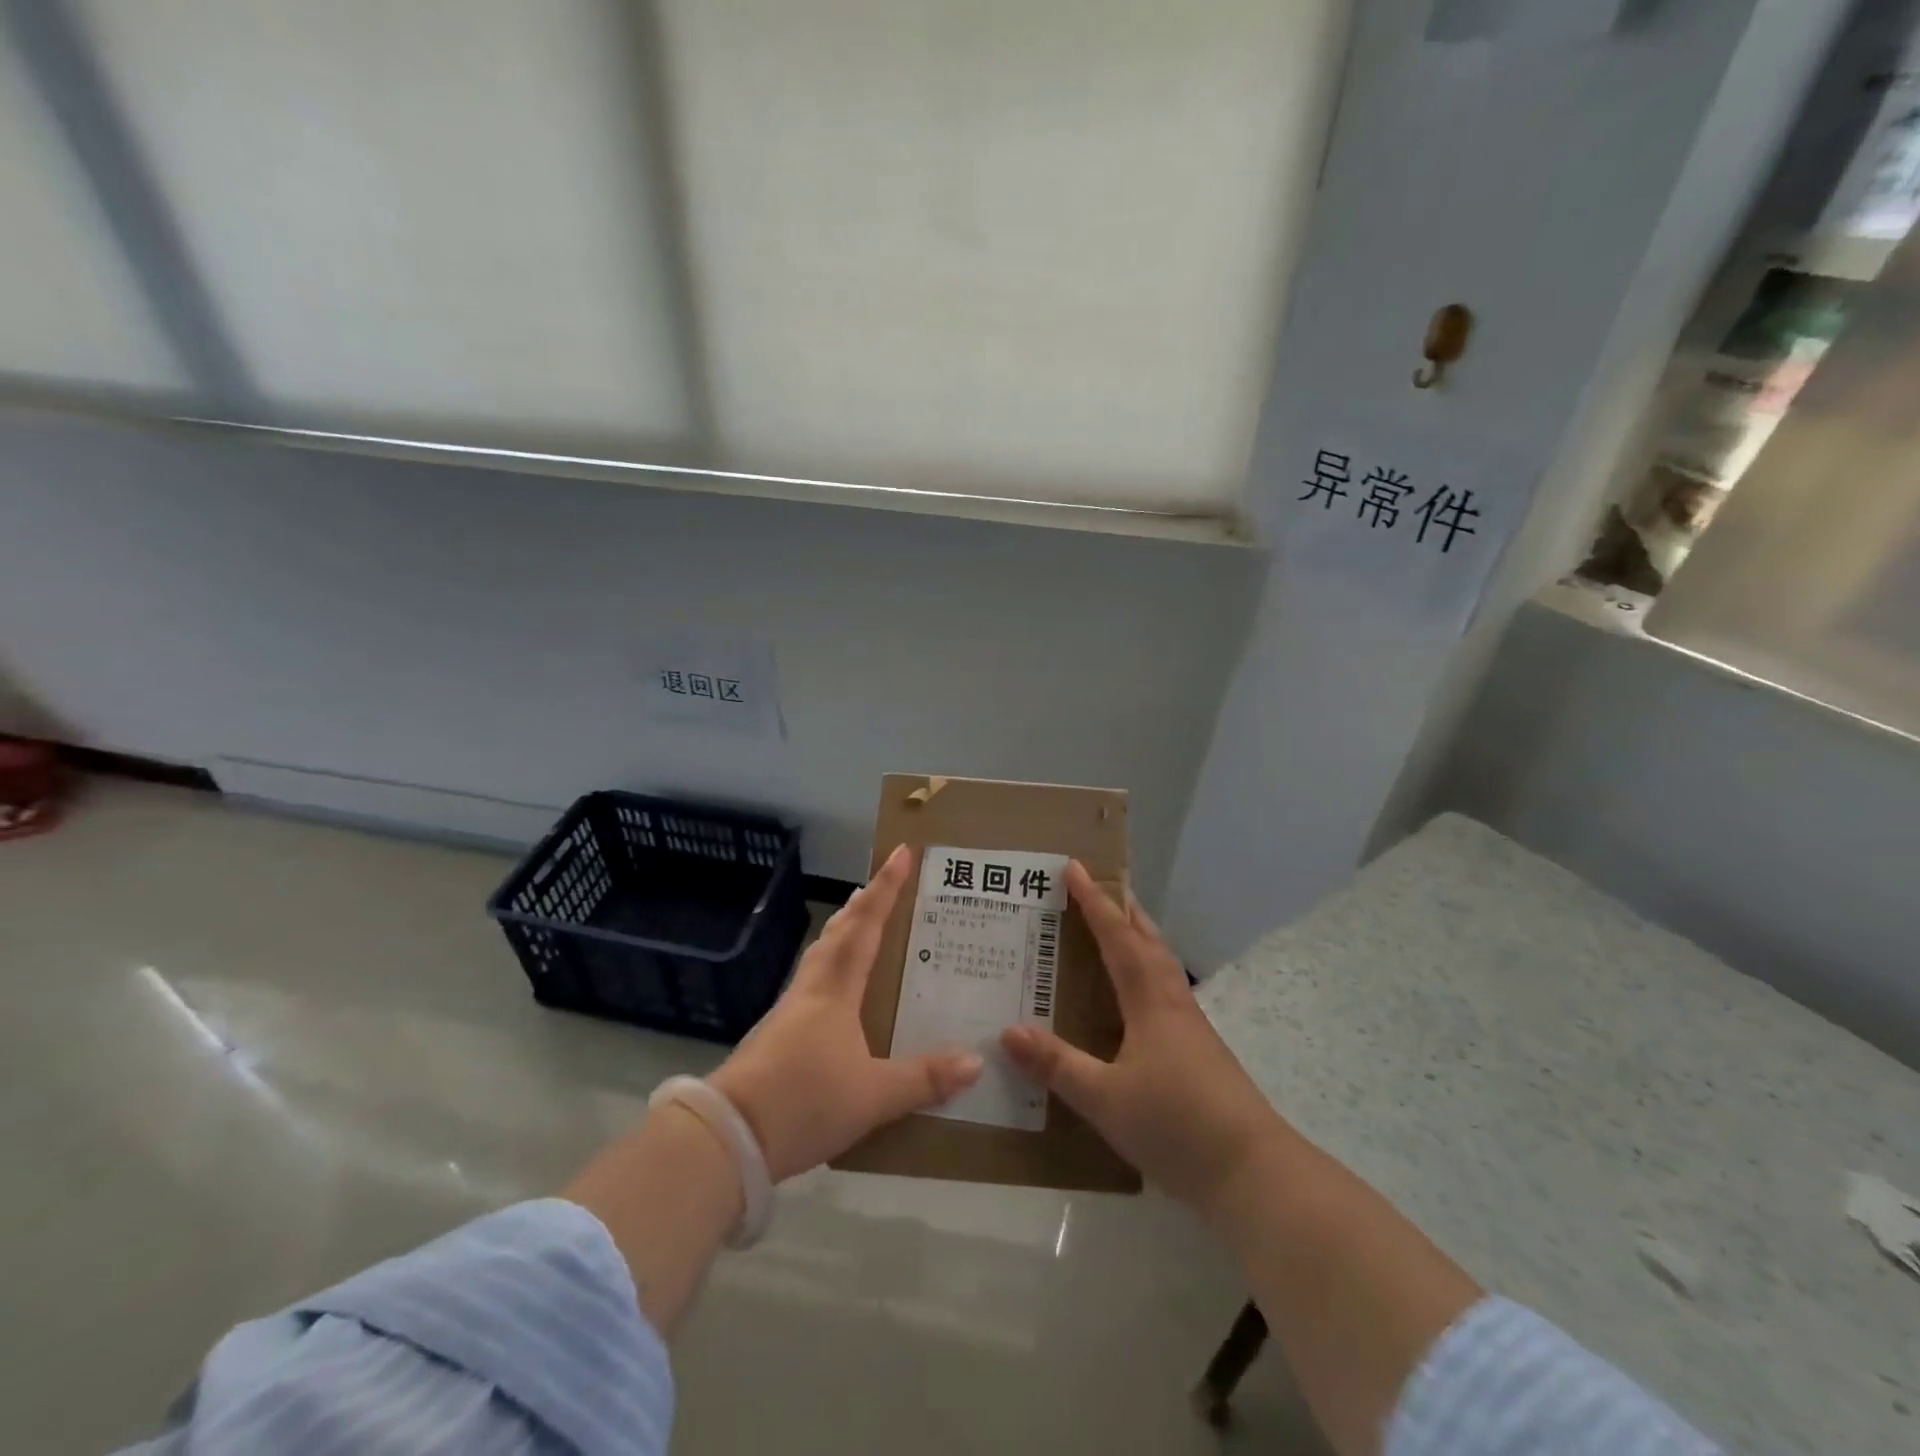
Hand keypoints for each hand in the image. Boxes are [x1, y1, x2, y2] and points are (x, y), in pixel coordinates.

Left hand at [710, 845, 982, 1181]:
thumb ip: (924, 1079)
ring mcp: (789, 1012)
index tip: (901, 853)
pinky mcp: (776, 1036)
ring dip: (842, 932)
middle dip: (862, 904)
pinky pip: (812, 983)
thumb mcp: (873, 1096)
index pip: (866, 926)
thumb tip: (975, 1061)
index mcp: (835, 990)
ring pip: (821, 956)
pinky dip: (831, 967)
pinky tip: (837, 990)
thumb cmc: (804, 1100)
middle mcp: (811, 990)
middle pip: (838, 933)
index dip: (886, 889)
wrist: (728, 1137)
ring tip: (860, 924)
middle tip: (879, 885)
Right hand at [1000, 862, 1280, 1213]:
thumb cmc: (1177, 1124)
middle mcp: (1172, 1001)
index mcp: (1150, 1000)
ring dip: (1137, 938)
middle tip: (1096, 888)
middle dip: (1122, 910)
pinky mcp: (1198, 1050)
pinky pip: (1164, 991)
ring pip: (1160, 964)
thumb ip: (1057, 1064)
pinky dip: (1144, 972)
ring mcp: (1190, 1026)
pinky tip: (1131, 998)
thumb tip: (1008, 1029)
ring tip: (1112, 930)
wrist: (1253, 1173)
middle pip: (1147, 940)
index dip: (1095, 902)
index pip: (1118, 937)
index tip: (1075, 868)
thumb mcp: (1105, 1099)